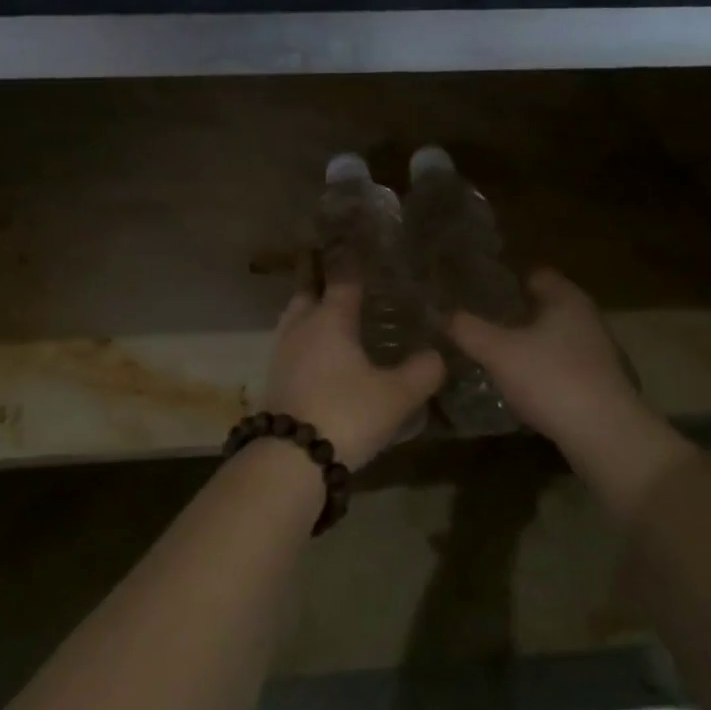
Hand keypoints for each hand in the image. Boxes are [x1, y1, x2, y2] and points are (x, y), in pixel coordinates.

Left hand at [262, 282, 444, 470]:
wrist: (290, 457)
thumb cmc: (346, 414)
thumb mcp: (396, 396)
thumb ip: (421, 372)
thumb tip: (437, 355)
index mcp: (330, 318)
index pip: (343, 279)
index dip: (354, 264)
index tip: (364, 251)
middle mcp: (301, 327)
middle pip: (307, 292)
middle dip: (322, 282)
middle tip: (342, 281)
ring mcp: (281, 352)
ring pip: (294, 318)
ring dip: (310, 311)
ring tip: (332, 317)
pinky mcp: (273, 378)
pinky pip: (290, 345)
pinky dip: (304, 340)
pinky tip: (319, 355)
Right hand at [446, 268, 651, 466]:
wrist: (604, 435)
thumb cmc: (551, 379)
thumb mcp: (497, 351)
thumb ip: (466, 329)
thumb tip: (441, 313)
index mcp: (565, 299)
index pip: (534, 273)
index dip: (504, 278)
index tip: (474, 288)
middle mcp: (585, 318)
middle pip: (543, 306)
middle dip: (511, 312)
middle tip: (474, 320)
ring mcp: (595, 351)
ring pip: (550, 336)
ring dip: (524, 342)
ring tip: (488, 351)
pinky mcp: (596, 382)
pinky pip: (558, 363)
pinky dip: (537, 367)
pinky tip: (515, 381)